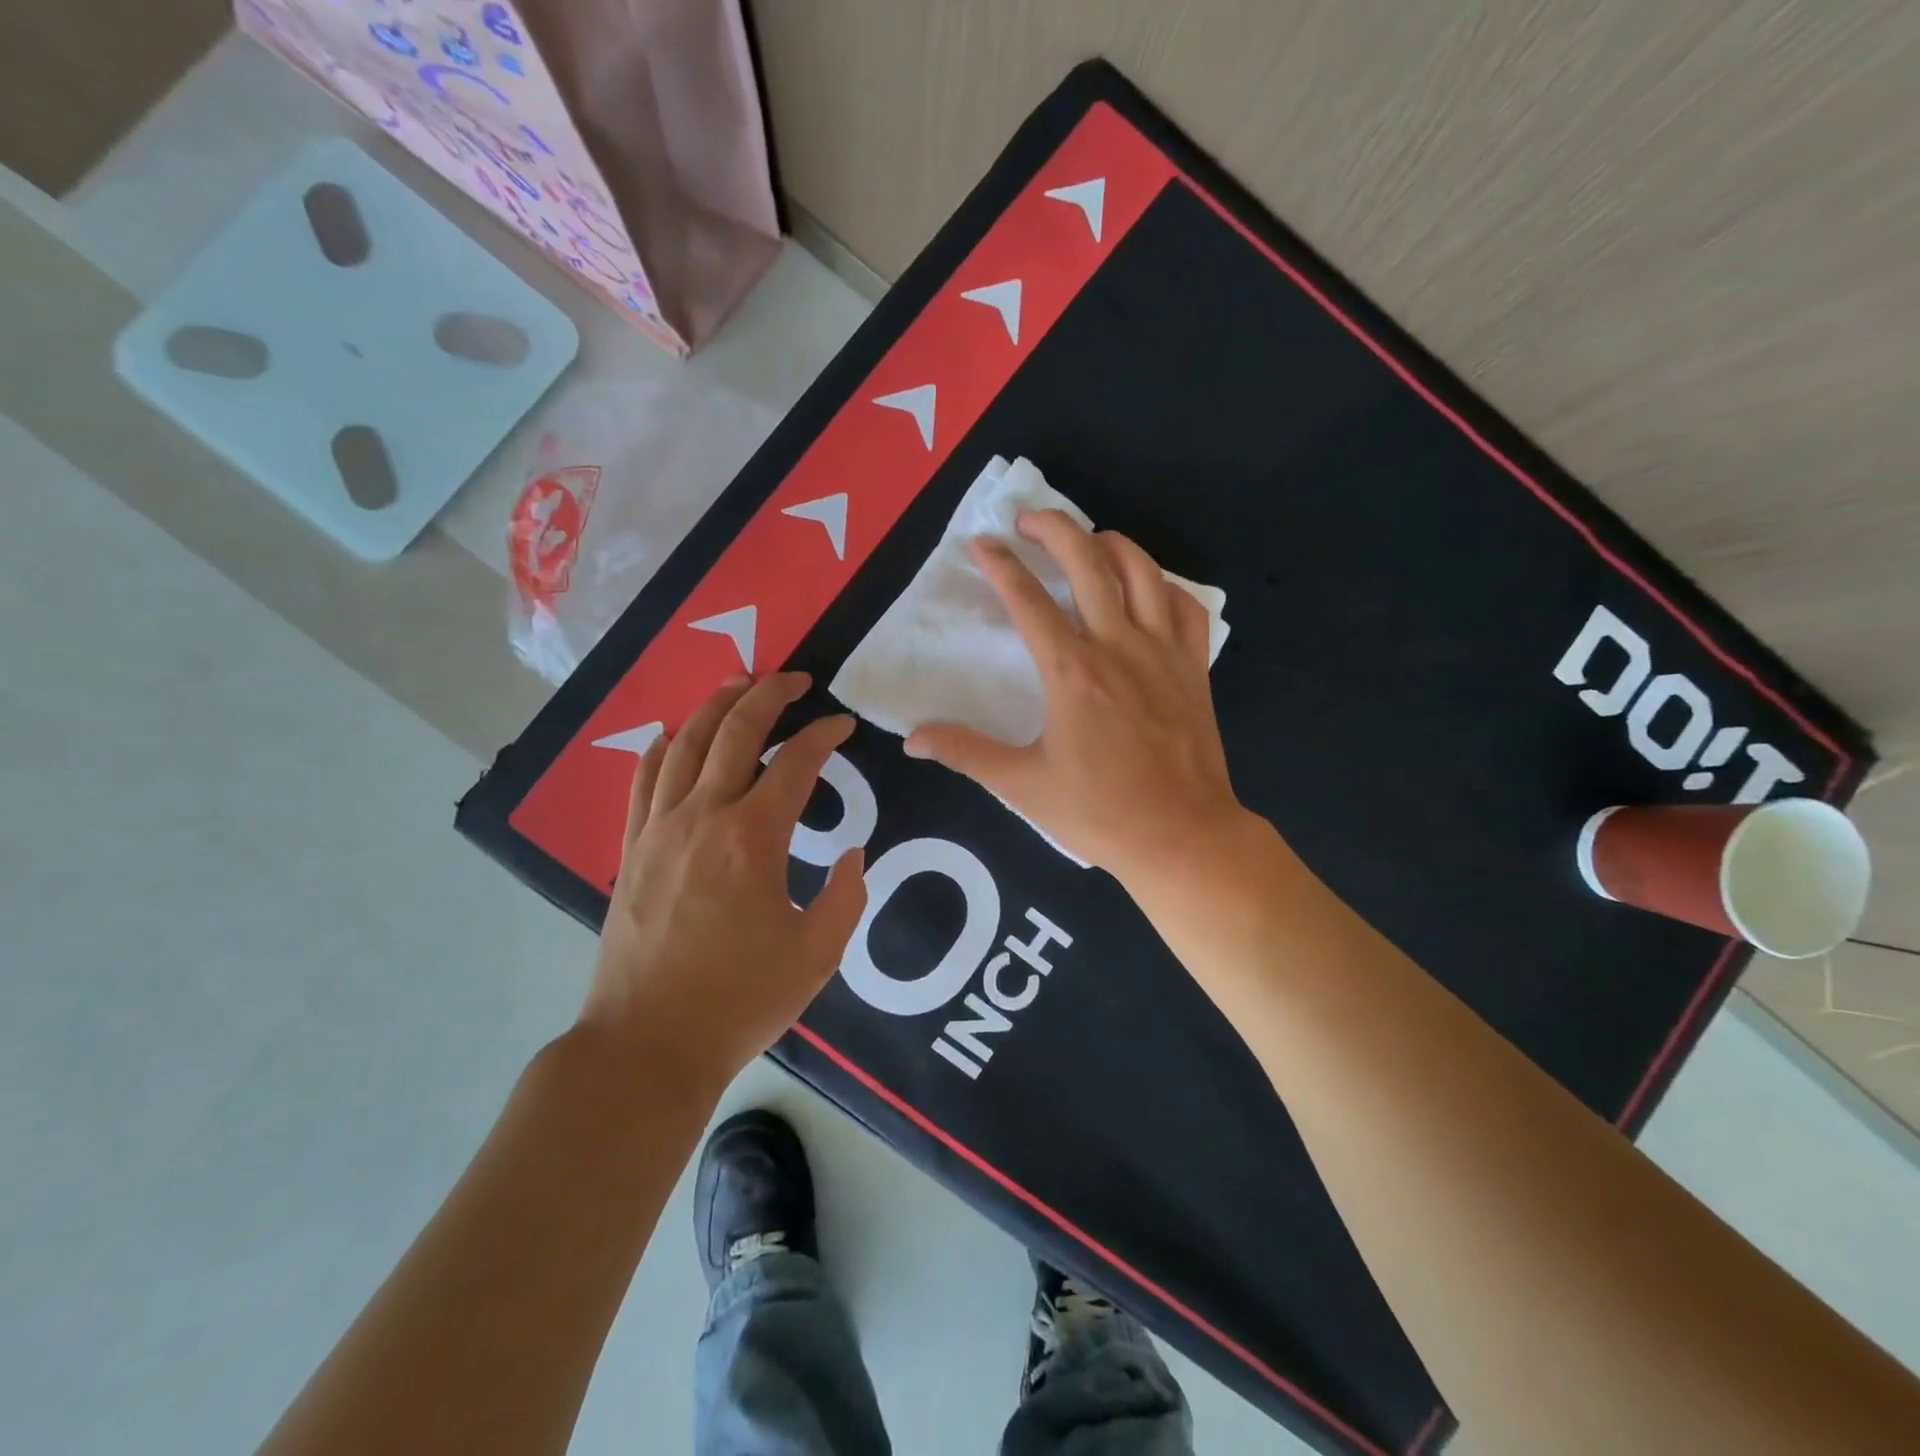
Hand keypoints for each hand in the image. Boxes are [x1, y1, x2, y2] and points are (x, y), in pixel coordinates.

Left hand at [578, 673, 867, 1087]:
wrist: (646, 1045)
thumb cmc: (740, 1001)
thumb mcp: (817, 955)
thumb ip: (845, 897)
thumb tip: (852, 855)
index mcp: (753, 838)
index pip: (796, 763)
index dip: (824, 735)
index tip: (843, 726)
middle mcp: (703, 817)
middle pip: (735, 732)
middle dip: (768, 695)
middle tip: (794, 678)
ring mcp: (659, 830)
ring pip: (686, 744)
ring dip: (715, 706)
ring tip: (739, 683)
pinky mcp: (632, 851)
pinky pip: (643, 782)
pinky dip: (662, 749)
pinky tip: (674, 736)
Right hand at [905, 509, 1246, 886]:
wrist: (1182, 835)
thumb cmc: (1100, 812)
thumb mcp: (1023, 785)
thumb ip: (966, 753)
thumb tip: (912, 738)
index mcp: (1071, 672)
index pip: (1028, 601)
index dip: (1000, 566)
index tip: (981, 544)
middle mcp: (1118, 646)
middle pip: (1088, 562)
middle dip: (1054, 529)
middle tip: (1028, 520)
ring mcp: (1163, 652)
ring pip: (1142, 570)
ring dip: (1110, 543)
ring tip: (1087, 540)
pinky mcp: (1194, 666)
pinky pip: (1186, 605)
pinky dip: (1164, 584)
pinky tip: (1148, 588)